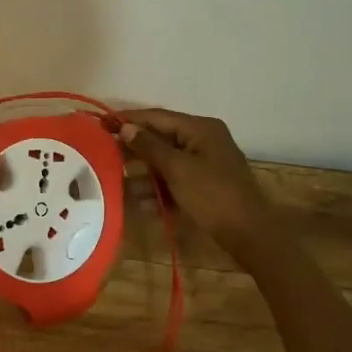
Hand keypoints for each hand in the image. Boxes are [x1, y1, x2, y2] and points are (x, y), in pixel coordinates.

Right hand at [114, 107, 276, 256]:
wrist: (250, 234)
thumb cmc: (213, 195)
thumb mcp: (178, 169)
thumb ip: (149, 147)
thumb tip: (126, 128)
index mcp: (200, 128)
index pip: (157, 117)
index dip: (129, 119)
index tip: (102, 122)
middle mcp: (203, 140)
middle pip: (161, 138)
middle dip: (134, 148)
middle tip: (104, 151)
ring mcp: (205, 164)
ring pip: (166, 162)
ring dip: (144, 172)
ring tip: (117, 180)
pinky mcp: (204, 186)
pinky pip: (175, 180)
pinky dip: (159, 188)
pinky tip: (140, 202)